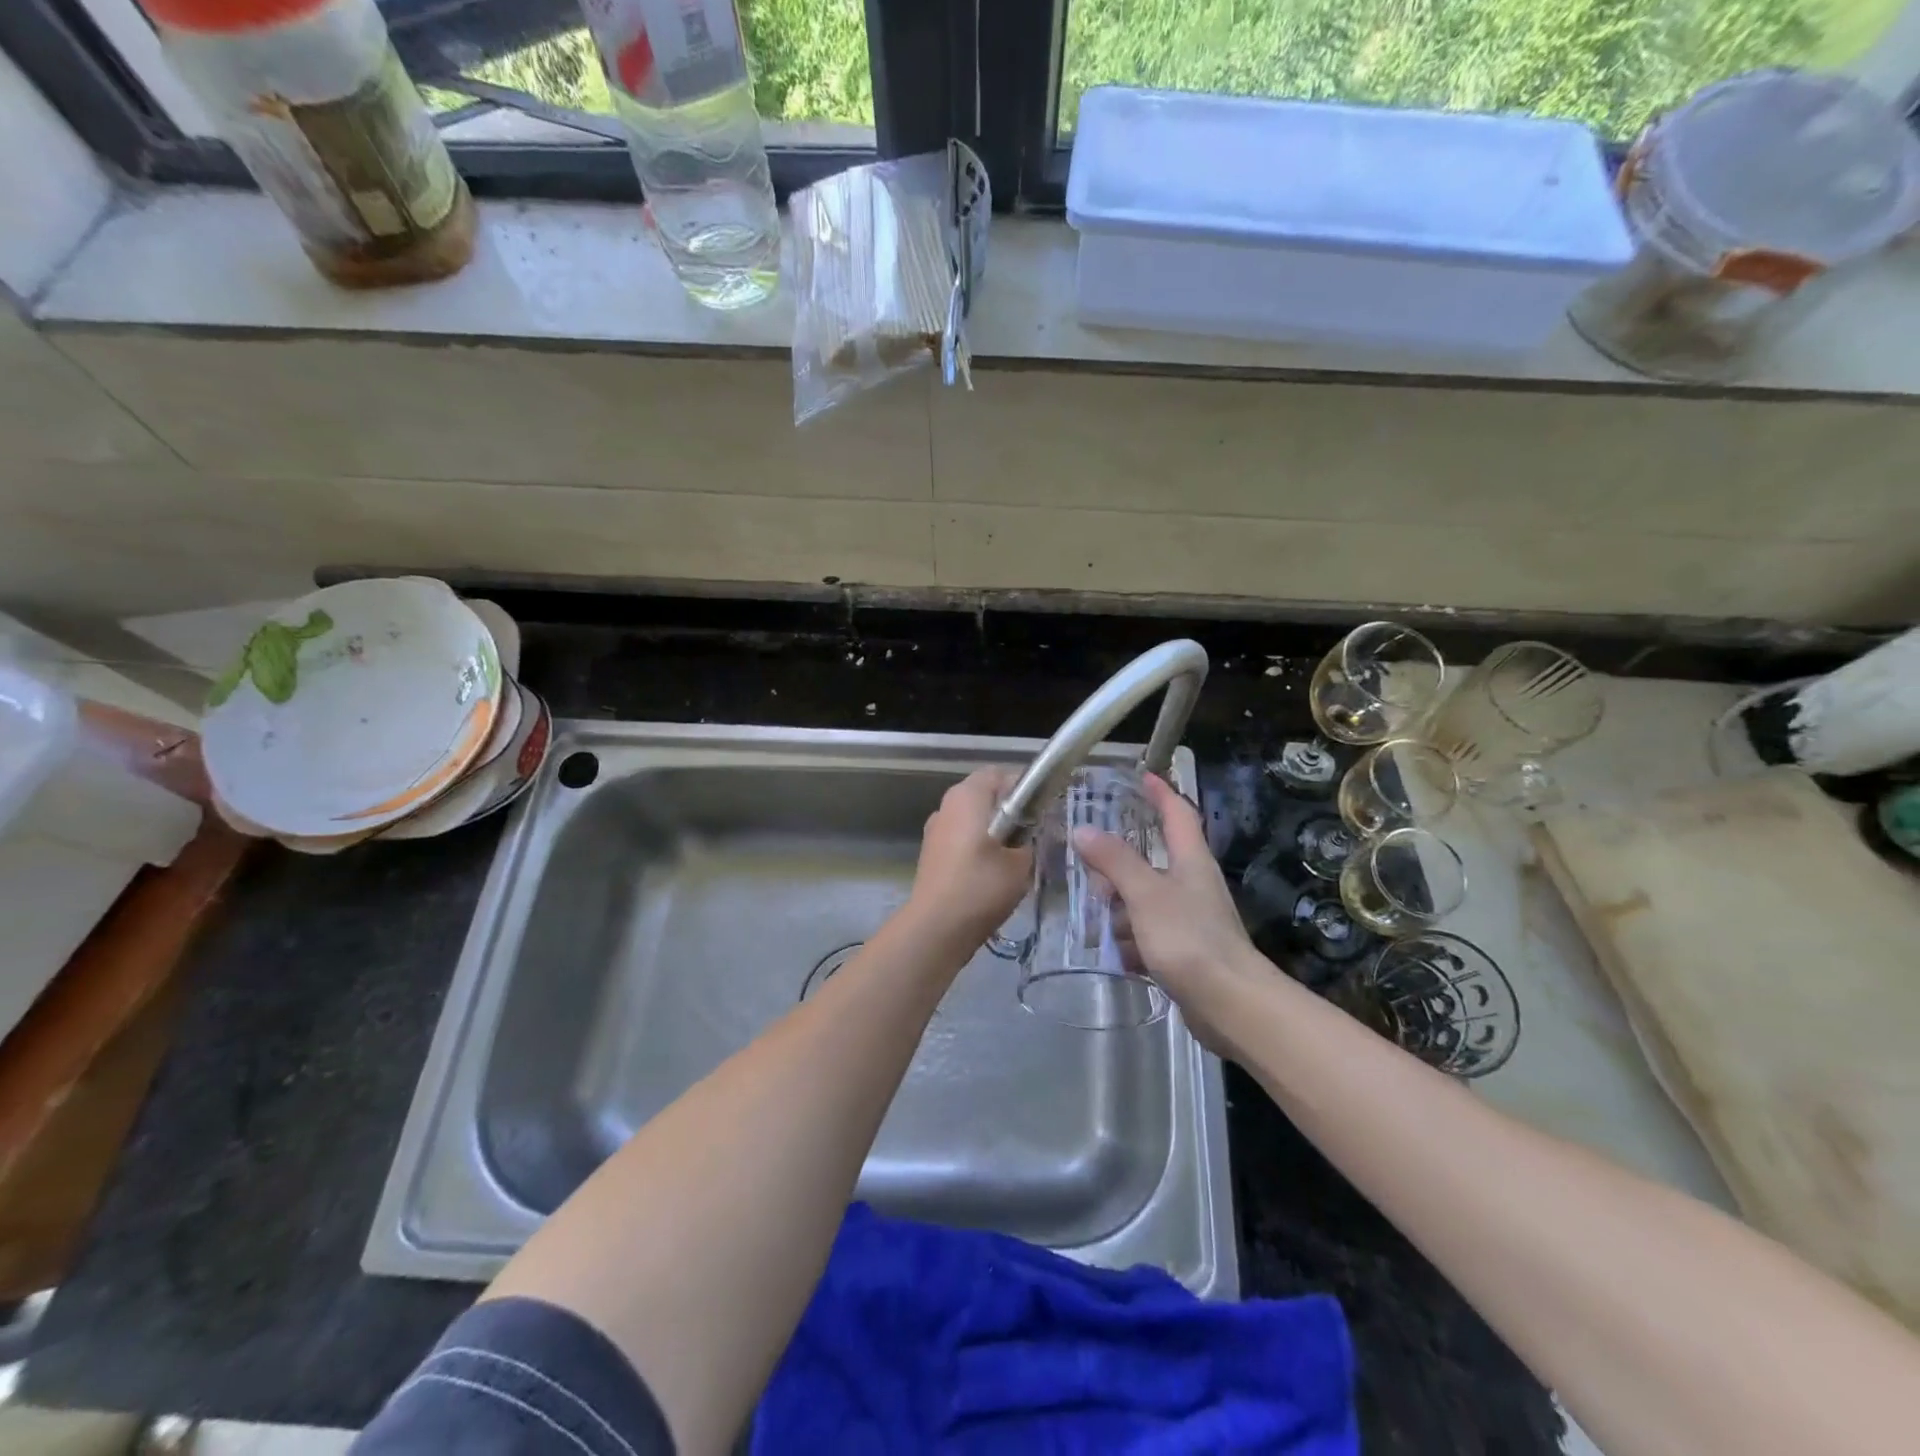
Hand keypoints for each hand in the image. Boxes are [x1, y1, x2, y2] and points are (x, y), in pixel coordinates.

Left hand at [907, 768, 1033, 944]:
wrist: (936, 928)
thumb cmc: (981, 886)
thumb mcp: (1022, 862)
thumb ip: (1031, 838)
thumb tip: (1032, 832)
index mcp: (967, 795)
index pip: (1000, 774)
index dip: (1024, 787)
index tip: (1043, 810)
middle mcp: (947, 805)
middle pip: (985, 795)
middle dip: (1010, 811)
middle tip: (1035, 834)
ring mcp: (935, 829)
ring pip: (973, 819)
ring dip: (994, 831)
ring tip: (1016, 857)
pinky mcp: (931, 852)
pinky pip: (961, 838)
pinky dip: (978, 847)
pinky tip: (993, 873)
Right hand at [1074, 774, 1267, 1054]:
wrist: (1230, 1004)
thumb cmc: (1189, 939)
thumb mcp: (1145, 894)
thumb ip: (1114, 861)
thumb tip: (1083, 829)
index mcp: (1191, 860)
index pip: (1177, 813)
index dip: (1160, 793)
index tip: (1142, 776)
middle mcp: (1192, 884)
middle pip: (1150, 861)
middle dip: (1118, 868)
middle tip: (1091, 874)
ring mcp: (1189, 919)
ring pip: (1143, 901)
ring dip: (1121, 912)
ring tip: (1100, 927)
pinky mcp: (1184, 951)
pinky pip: (1148, 936)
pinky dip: (1132, 943)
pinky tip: (1120, 958)